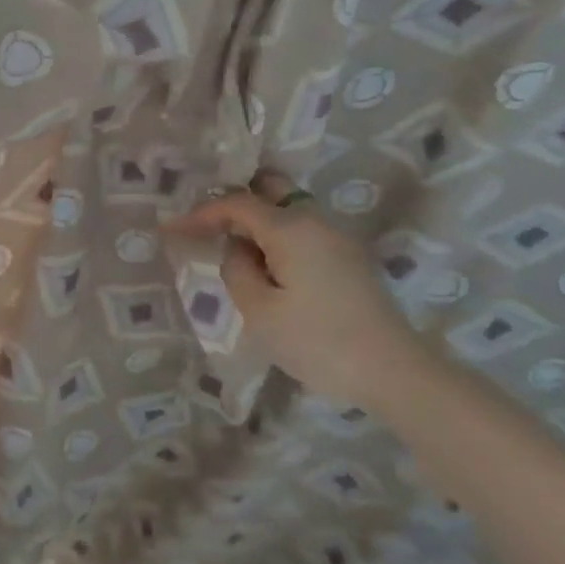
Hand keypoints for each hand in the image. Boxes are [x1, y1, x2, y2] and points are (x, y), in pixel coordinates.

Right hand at [165, 188, 425, 410]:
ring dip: (257, 222)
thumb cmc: (318, 341)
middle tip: (208, 227)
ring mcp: (338, 238)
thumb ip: (237, 270)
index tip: (170, 229)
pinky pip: (303, 232)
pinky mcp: (349, 259)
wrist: (394, 372)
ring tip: (233, 250)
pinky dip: (278, 238)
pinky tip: (267, 266)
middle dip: (235, 202)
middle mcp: (316, 221)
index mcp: (290, 227)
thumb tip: (239, 250)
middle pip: (270, 190)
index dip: (200, 213)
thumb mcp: (259, 310)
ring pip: (289, 211)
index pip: (236, 204)